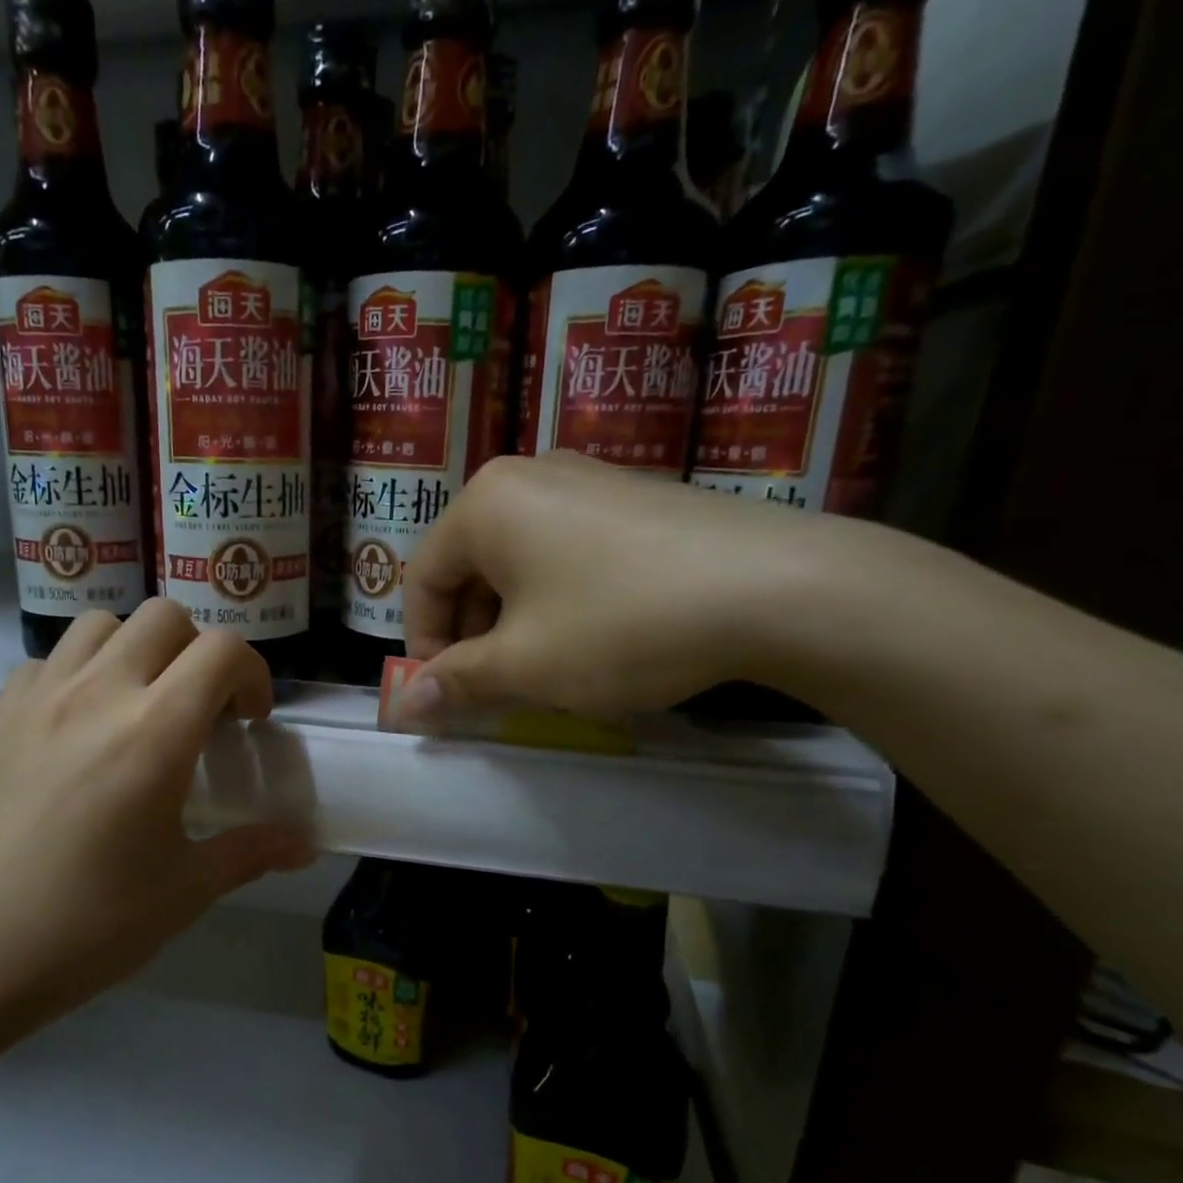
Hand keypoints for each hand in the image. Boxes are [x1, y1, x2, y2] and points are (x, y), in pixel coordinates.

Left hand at [0, 600, 312, 1124]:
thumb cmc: (80, 928)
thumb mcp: (181, 893)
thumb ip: (249, 853)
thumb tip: (305, 845)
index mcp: (154, 731)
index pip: (223, 650)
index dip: (253, 673)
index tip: (250, 722)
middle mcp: (98, 693)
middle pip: (164, 617)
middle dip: (198, 652)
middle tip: (201, 711)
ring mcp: (38, 698)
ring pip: (100, 624)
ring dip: (137, 650)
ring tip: (141, 707)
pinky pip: (48, 660)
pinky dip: (78, 672)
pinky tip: (77, 728)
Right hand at [401, 451, 864, 720]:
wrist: (778, 588)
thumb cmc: (622, 624)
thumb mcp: (525, 665)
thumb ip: (456, 682)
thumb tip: (405, 707)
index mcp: (485, 503)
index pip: (422, 578)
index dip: (424, 644)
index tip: (449, 693)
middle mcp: (529, 476)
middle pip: (469, 566)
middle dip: (472, 634)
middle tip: (497, 688)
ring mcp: (588, 479)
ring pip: (519, 561)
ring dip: (514, 621)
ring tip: (546, 669)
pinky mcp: (634, 497)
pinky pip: (567, 550)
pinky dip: (557, 599)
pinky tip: (594, 636)